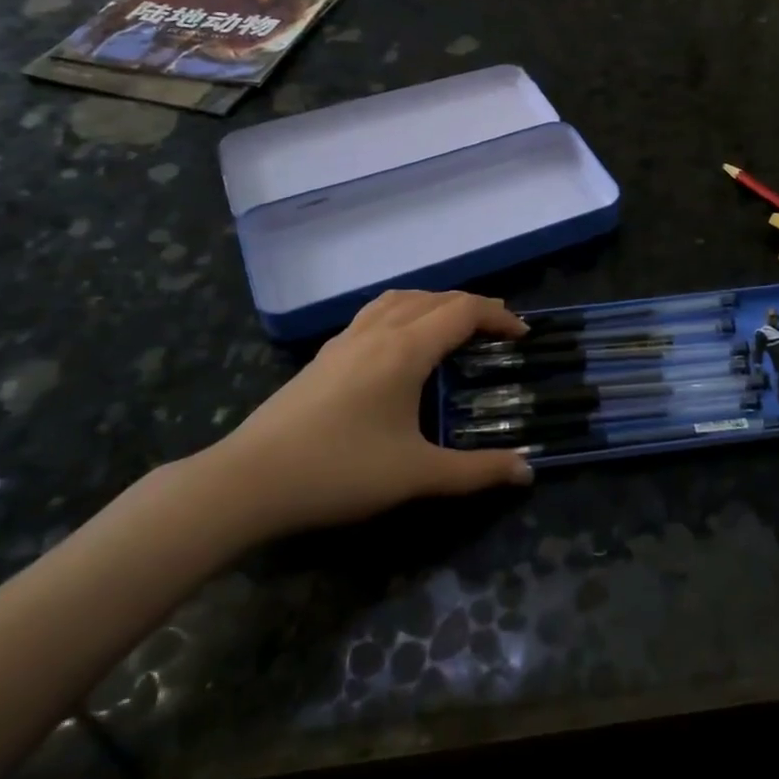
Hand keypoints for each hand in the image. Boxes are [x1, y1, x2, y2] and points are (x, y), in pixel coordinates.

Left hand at [192, 291, 534, 544]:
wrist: (250, 480)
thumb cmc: (340, 471)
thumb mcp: (416, 474)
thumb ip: (477, 471)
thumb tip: (528, 470)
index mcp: (405, 349)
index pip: (463, 311)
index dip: (499, 315)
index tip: (523, 335)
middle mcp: (378, 332)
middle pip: (435, 298)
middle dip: (473, 307)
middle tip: (498, 332)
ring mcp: (346, 340)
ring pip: (400, 299)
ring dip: (435, 303)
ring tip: (453, 327)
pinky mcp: (325, 355)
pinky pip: (375, 313)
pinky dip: (404, 312)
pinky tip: (400, 344)